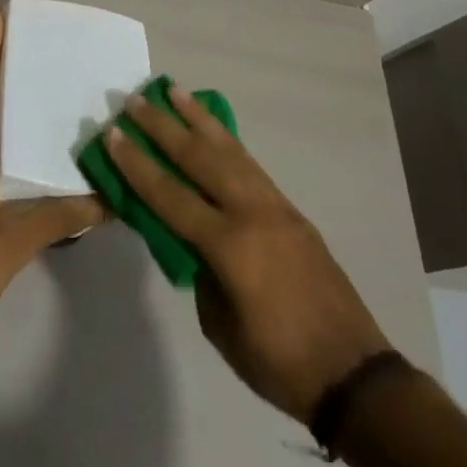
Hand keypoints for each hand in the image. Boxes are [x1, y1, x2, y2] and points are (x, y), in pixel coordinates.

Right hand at [106, 90, 391, 423]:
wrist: (353, 374)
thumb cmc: (278, 362)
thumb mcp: (220, 324)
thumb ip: (198, 270)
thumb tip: (187, 238)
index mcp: (229, 246)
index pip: (170, 195)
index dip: (137, 165)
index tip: (113, 134)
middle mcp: (251, 213)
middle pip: (199, 158)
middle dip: (163, 126)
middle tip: (135, 99)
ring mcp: (275, 207)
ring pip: (229, 151)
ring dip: (198, 119)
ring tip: (174, 91)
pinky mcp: (291, 210)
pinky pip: (250, 165)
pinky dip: (227, 141)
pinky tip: (214, 130)